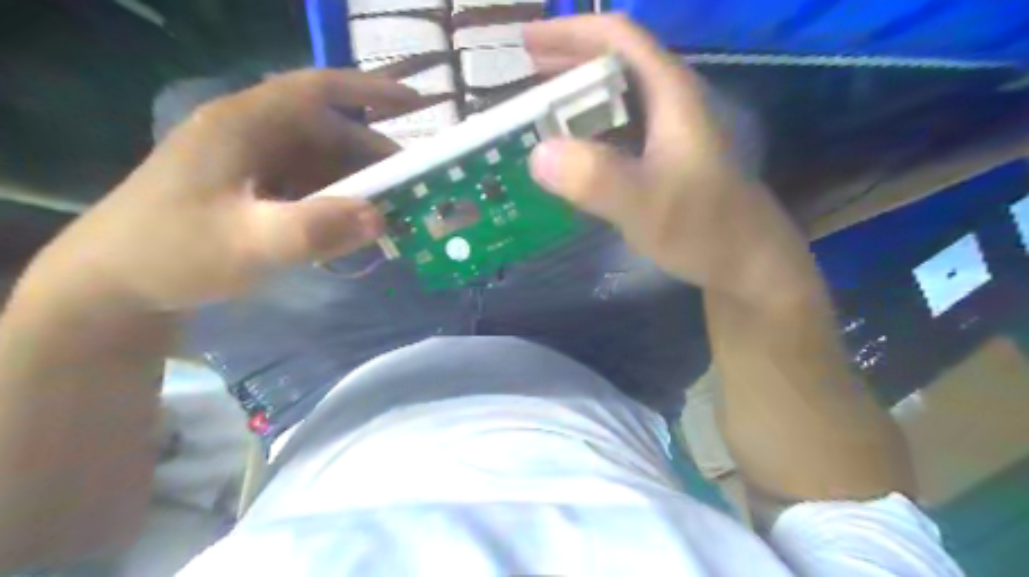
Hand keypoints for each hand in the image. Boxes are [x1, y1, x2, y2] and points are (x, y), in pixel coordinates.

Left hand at [28, 70, 420, 311]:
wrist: (113, 285)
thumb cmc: (174, 254)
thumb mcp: (248, 244)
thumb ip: (316, 229)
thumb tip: (381, 216)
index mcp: (244, 126)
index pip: (317, 90)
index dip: (370, 91)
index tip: (417, 104)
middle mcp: (250, 135)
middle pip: (327, 131)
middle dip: (374, 155)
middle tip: (415, 184)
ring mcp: (249, 163)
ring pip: (320, 161)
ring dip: (358, 182)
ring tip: (393, 208)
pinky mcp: (250, 189)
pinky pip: (307, 185)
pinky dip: (336, 200)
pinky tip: (352, 224)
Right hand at [527, 16, 816, 300]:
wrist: (747, 261)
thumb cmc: (704, 227)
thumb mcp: (647, 204)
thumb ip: (596, 179)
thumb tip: (537, 153)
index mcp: (670, 94)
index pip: (618, 38)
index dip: (569, 32)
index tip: (525, 42)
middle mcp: (671, 103)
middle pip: (615, 63)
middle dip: (567, 62)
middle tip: (522, 76)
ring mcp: (669, 133)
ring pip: (616, 98)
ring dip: (575, 98)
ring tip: (537, 112)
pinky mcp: (665, 160)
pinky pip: (619, 132)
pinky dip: (588, 132)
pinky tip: (571, 153)